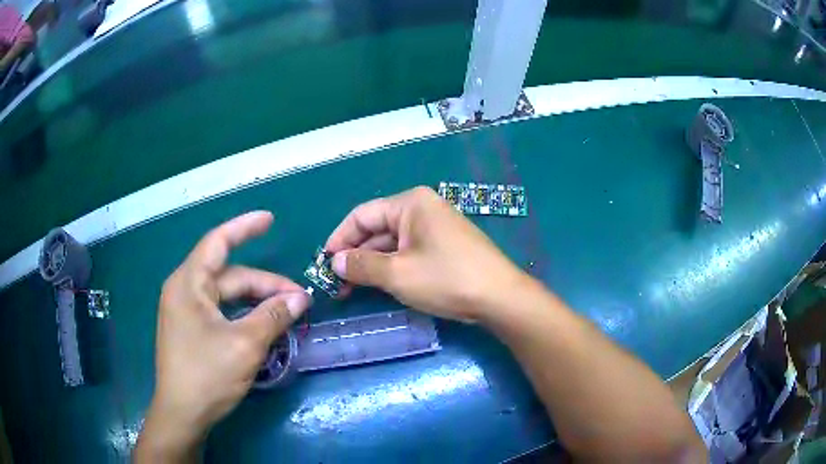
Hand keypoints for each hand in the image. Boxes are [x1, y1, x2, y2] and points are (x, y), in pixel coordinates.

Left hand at [135, 212, 311, 460]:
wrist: (182, 414)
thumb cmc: (207, 375)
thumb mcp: (245, 345)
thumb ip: (273, 316)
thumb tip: (300, 298)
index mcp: (189, 284)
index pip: (218, 243)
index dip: (244, 228)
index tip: (269, 219)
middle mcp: (184, 291)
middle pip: (229, 276)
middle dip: (264, 284)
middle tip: (299, 300)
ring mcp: (186, 312)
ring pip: (227, 296)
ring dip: (256, 302)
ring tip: (286, 313)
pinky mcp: (191, 330)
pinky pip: (221, 312)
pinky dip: (244, 315)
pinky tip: (263, 325)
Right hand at [325, 186, 523, 322]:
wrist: (499, 297)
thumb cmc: (446, 279)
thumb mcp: (397, 273)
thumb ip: (361, 265)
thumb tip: (334, 262)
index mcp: (410, 203)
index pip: (362, 215)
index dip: (339, 237)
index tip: (323, 261)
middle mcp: (422, 209)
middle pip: (377, 229)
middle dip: (355, 255)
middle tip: (336, 283)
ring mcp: (435, 228)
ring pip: (392, 244)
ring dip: (372, 265)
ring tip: (351, 290)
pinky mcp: (444, 247)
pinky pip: (408, 253)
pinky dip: (391, 268)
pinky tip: (379, 286)